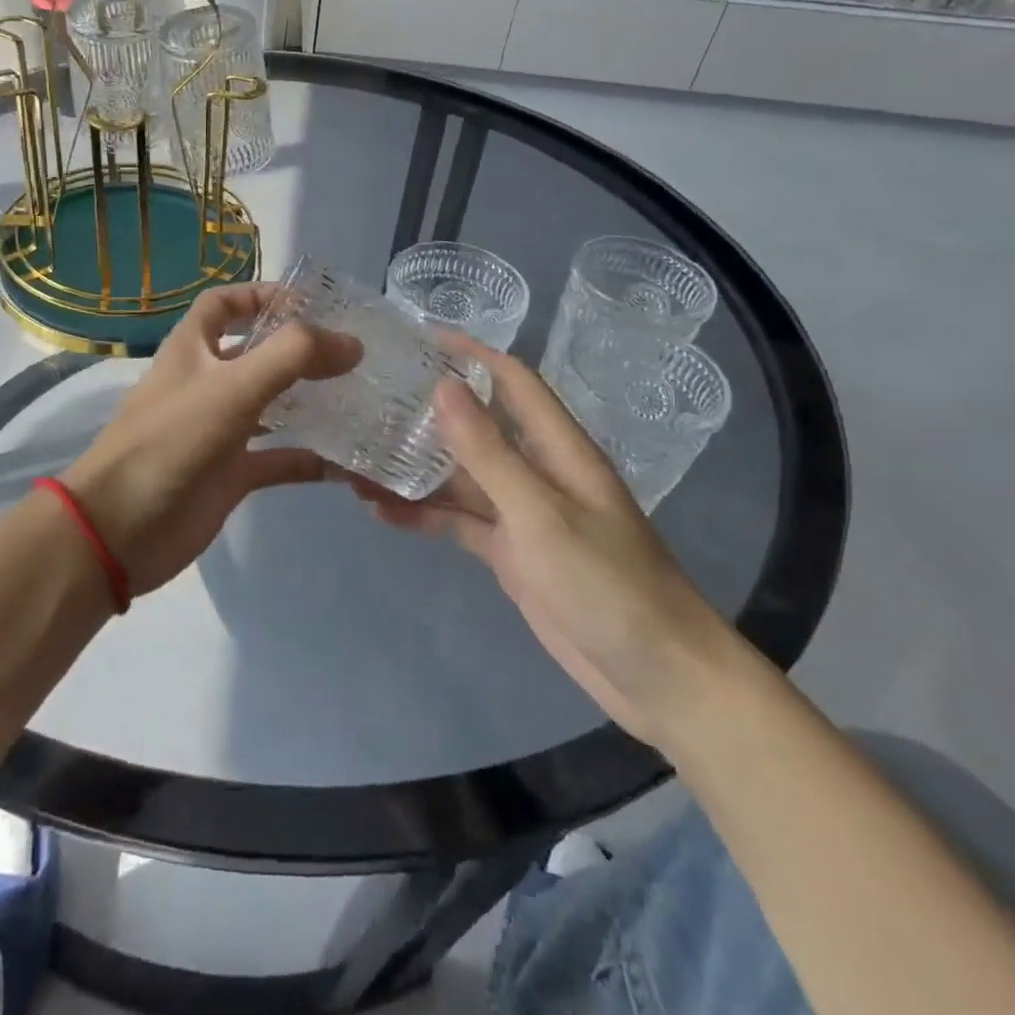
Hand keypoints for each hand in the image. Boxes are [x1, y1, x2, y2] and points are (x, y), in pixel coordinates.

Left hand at [61, 283, 360, 595]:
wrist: (120, 529)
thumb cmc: (170, 443)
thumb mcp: (232, 388)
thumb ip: (292, 357)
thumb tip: (351, 342)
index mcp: (192, 350)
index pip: (223, 304)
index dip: (261, 295)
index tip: (311, 304)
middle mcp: (205, 384)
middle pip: (255, 354)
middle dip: (298, 351)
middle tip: (352, 354)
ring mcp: (217, 431)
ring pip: (270, 407)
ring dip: (307, 402)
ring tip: (358, 399)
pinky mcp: (228, 476)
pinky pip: (275, 460)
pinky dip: (305, 460)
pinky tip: (344, 464)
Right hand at [353, 337, 735, 745]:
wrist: (657, 676)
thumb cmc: (605, 583)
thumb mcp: (540, 513)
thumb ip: (488, 452)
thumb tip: (443, 385)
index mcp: (557, 449)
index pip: (512, 381)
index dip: (471, 354)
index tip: (419, 338)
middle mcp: (537, 472)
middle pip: (477, 428)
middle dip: (428, 412)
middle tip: (371, 399)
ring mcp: (522, 515)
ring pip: (460, 478)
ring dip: (416, 469)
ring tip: (357, 459)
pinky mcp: (510, 553)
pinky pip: (459, 522)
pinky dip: (424, 515)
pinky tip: (380, 510)